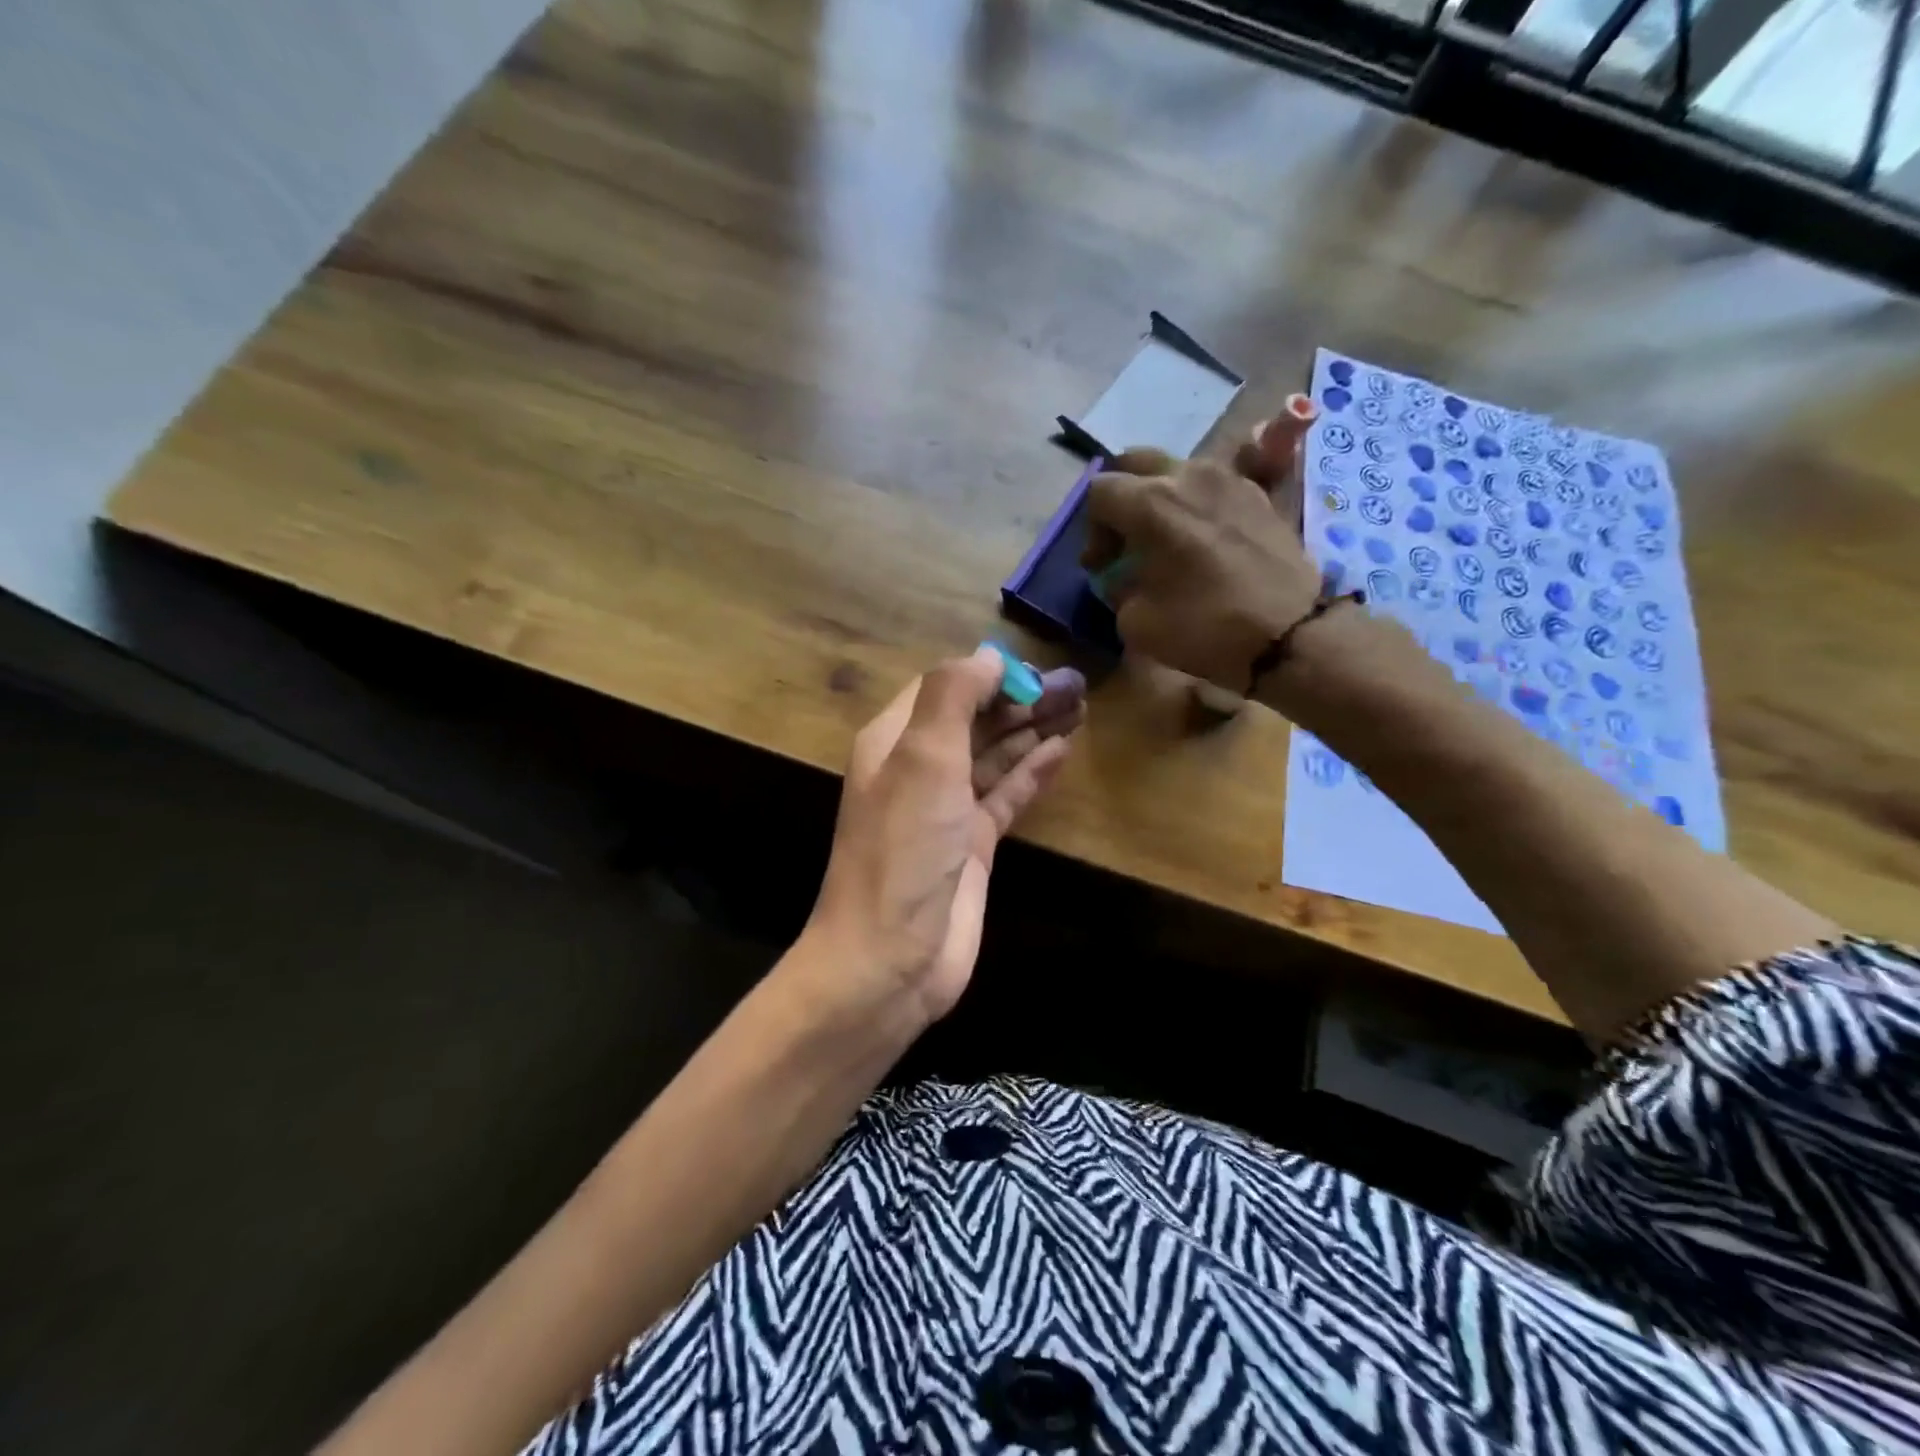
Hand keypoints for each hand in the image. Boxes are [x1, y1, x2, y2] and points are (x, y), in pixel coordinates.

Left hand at [802, 647, 1085, 1026]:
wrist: (890, 957)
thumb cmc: (903, 847)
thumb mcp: (923, 757)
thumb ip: (953, 696)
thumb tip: (987, 656)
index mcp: (895, 740)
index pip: (946, 688)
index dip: (989, 674)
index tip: (1037, 668)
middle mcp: (919, 769)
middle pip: (976, 720)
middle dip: (1022, 700)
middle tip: (1078, 684)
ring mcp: (947, 809)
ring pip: (995, 756)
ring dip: (1033, 731)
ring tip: (1080, 707)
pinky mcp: (973, 846)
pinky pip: (1006, 796)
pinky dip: (1032, 773)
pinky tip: (1062, 750)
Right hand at [1082, 422, 1323, 691]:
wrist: (1290, 634)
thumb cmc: (1204, 627)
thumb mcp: (1136, 621)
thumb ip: (1119, 588)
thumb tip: (1124, 577)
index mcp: (1151, 502)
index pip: (1100, 491)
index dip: (1091, 529)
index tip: (1101, 565)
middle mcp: (1188, 475)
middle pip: (1136, 462)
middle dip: (1121, 496)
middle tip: (1125, 537)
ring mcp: (1229, 478)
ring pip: (1177, 469)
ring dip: (1160, 496)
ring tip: (1165, 538)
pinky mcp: (1259, 493)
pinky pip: (1213, 484)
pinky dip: (1197, 503)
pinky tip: (1202, 539)